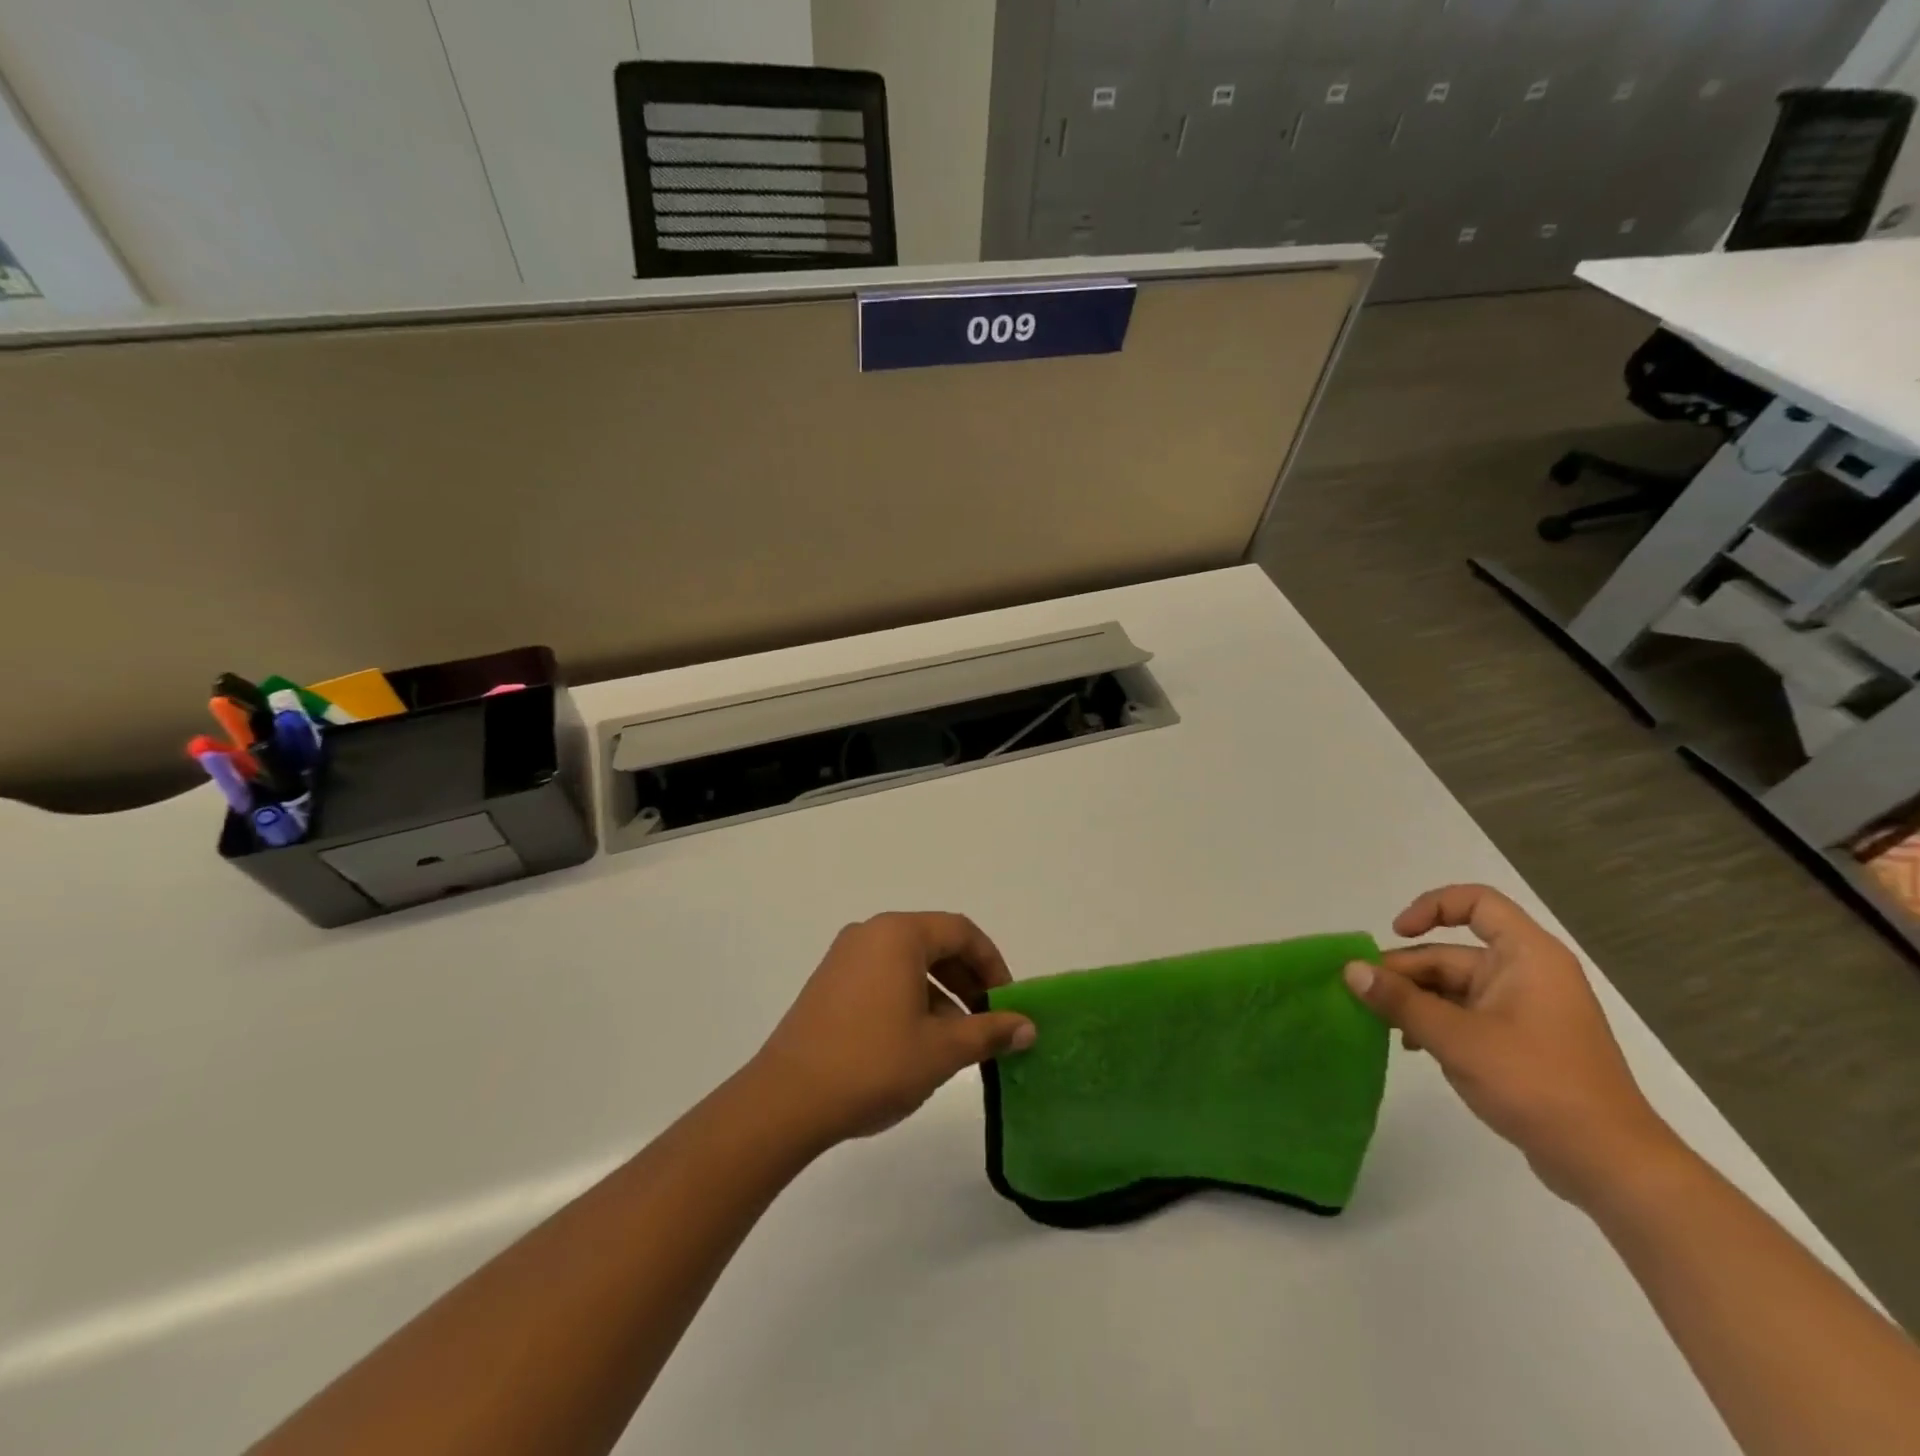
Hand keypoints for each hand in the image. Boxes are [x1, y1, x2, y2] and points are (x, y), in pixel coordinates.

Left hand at [749, 912, 1036, 1146]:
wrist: (786, 1100)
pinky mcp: (828, 983)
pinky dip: (910, 998)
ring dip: (940, 993)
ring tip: (957, 1039)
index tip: (1008, 1002)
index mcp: (899, 934)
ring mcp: (844, 957)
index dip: (992, 964)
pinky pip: (883, 977)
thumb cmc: (872, 1064)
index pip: (961, 932)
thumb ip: (989, 1032)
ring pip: (908, 963)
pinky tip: (918, 1042)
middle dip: (967, 979)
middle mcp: (870, 933)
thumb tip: (1028, 1027)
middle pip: (934, 943)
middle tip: (989, 1019)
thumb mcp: (941, 1050)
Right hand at [1344, 884, 1679, 1205]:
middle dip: (1406, 972)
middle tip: (1364, 996)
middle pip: (1453, 953)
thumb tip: (1351, 969)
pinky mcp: (1522, 1043)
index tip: (1396, 933)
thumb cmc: (1537, 1084)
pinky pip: (1467, 1016)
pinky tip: (1411, 1046)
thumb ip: (1400, 1000)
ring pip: (1454, 988)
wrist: (1610, 1165)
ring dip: (1416, 1001)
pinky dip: (1435, 1023)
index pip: (1477, 902)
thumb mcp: (1456, 1038)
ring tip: (1381, 1025)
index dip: (1432, 907)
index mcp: (1527, 957)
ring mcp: (1526, 1010)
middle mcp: (1528, 974)